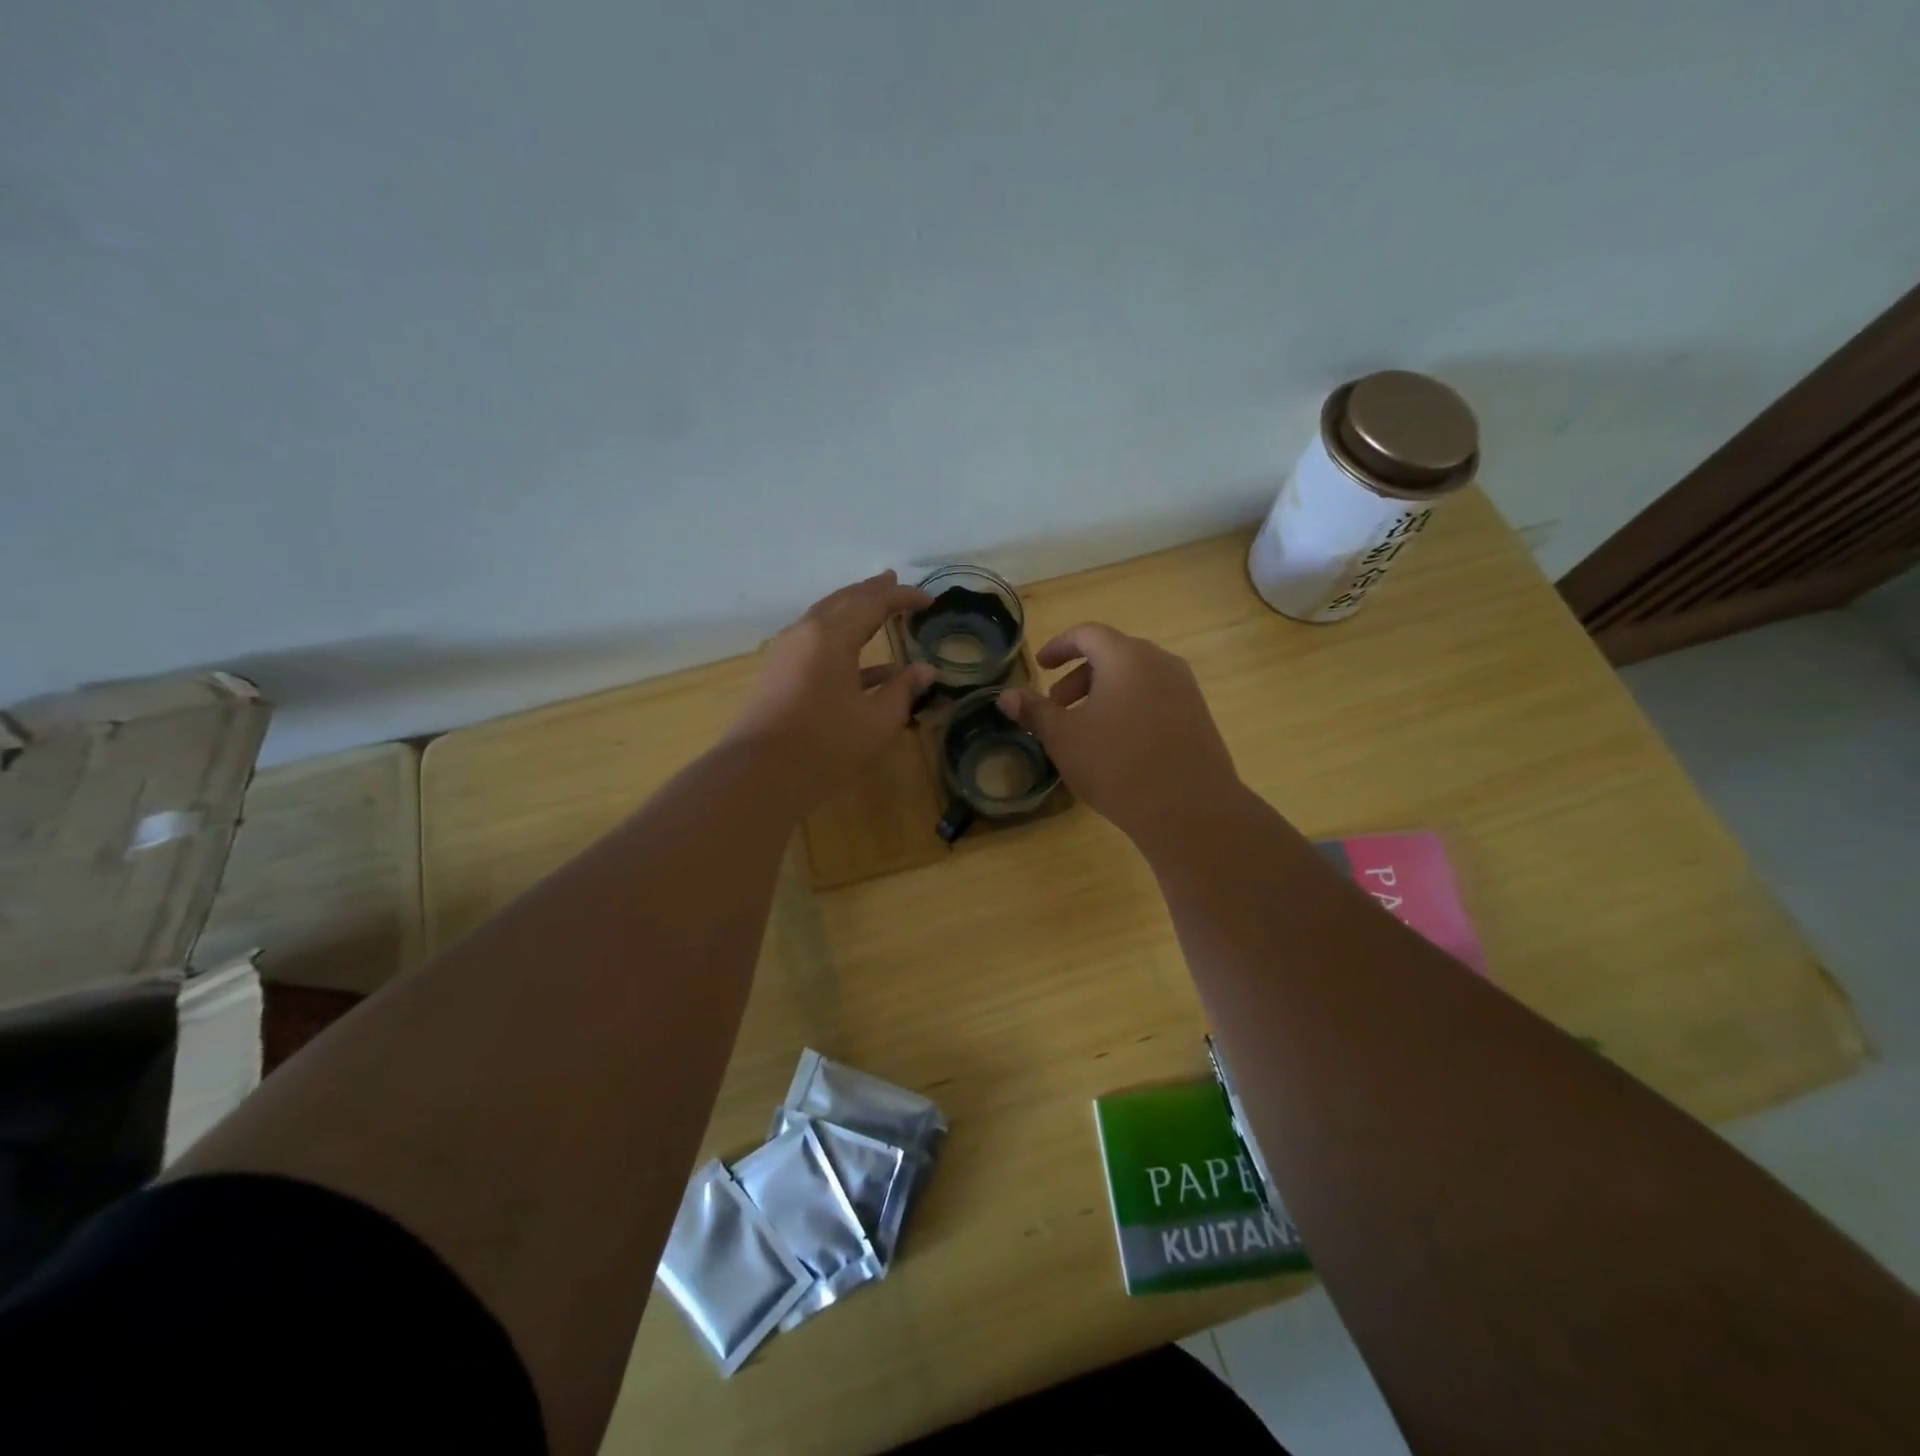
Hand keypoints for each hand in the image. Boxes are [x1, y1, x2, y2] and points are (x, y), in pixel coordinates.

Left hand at [727, 572, 936, 803]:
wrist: (758, 775)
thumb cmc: (824, 746)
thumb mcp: (876, 721)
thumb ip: (903, 690)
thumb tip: (926, 670)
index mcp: (831, 636)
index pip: (873, 602)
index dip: (903, 597)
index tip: (930, 600)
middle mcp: (805, 633)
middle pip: (843, 601)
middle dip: (872, 591)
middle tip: (894, 581)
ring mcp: (787, 652)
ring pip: (825, 618)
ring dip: (854, 611)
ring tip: (878, 606)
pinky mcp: (780, 672)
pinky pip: (815, 643)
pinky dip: (842, 643)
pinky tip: (868, 665)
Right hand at [1000, 623, 1242, 841]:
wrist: (1189, 809)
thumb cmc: (1117, 764)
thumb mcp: (1064, 738)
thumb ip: (1034, 711)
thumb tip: (1006, 696)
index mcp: (1126, 657)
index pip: (1087, 634)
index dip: (1059, 647)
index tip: (1041, 665)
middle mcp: (1160, 662)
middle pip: (1113, 655)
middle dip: (1079, 677)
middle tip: (1057, 707)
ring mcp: (1185, 689)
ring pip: (1135, 678)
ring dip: (1104, 694)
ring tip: (1086, 730)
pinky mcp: (1199, 716)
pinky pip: (1156, 699)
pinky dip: (1130, 708)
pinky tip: (1119, 746)